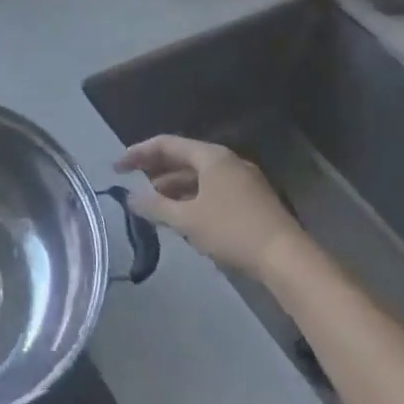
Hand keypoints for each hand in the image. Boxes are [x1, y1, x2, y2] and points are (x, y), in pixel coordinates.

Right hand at [117, 135, 301, 275]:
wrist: (286, 258)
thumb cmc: (232, 230)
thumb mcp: (187, 219)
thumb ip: (155, 207)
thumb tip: (130, 198)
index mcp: (211, 157)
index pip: (166, 144)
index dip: (138, 153)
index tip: (117, 168)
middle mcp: (227, 161)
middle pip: (183, 158)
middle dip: (156, 170)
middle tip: (132, 182)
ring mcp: (243, 180)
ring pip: (199, 176)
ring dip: (174, 186)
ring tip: (153, 202)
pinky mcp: (252, 199)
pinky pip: (213, 189)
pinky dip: (192, 196)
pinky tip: (183, 215)